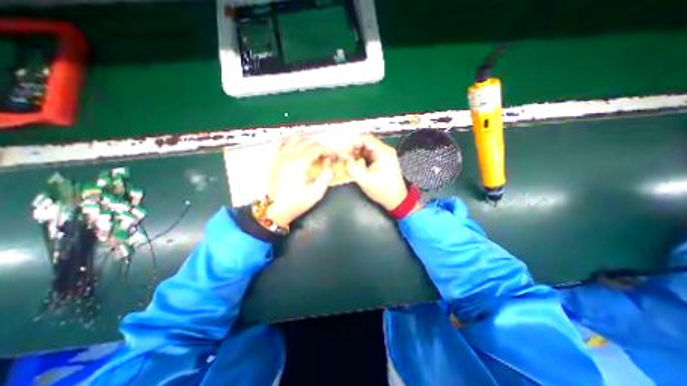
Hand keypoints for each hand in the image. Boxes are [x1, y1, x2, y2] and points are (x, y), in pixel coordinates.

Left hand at [265, 136, 336, 226]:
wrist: (274, 209)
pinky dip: (291, 142)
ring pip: (296, 138)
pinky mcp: (274, 158)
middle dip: (320, 147)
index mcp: (300, 162)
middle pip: (308, 142)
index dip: (329, 150)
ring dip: (307, 142)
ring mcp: (279, 155)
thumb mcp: (317, 192)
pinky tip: (296, 148)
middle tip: (327, 156)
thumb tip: (329, 162)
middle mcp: (289, 154)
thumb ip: (326, 175)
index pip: (318, 148)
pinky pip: (282, 142)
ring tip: (314, 151)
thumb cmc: (297, 202)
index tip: (335, 156)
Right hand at [341, 133, 406, 210]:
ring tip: (348, 160)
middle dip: (353, 148)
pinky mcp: (383, 160)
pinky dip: (361, 157)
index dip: (352, 143)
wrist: (396, 199)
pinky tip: (355, 163)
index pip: (366, 139)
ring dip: (356, 153)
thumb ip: (351, 167)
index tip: (344, 151)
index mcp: (383, 152)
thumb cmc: (383, 190)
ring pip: (367, 148)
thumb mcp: (364, 180)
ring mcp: (385, 155)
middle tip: (344, 156)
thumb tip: (343, 157)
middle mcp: (385, 151)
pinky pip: (369, 154)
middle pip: (366, 142)